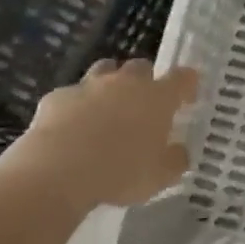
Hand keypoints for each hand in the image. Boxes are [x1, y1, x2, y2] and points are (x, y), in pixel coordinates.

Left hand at [0, 59, 198, 211]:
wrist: (58, 171)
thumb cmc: (121, 172)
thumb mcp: (160, 176)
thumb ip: (175, 160)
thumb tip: (179, 152)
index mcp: (157, 98)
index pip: (182, 78)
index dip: (187, 84)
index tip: (187, 97)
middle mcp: (125, 83)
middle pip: (140, 67)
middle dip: (145, 80)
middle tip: (144, 104)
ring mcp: (88, 86)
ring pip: (104, 70)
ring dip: (110, 83)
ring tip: (108, 108)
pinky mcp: (57, 97)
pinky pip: (71, 95)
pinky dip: (75, 106)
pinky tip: (71, 127)